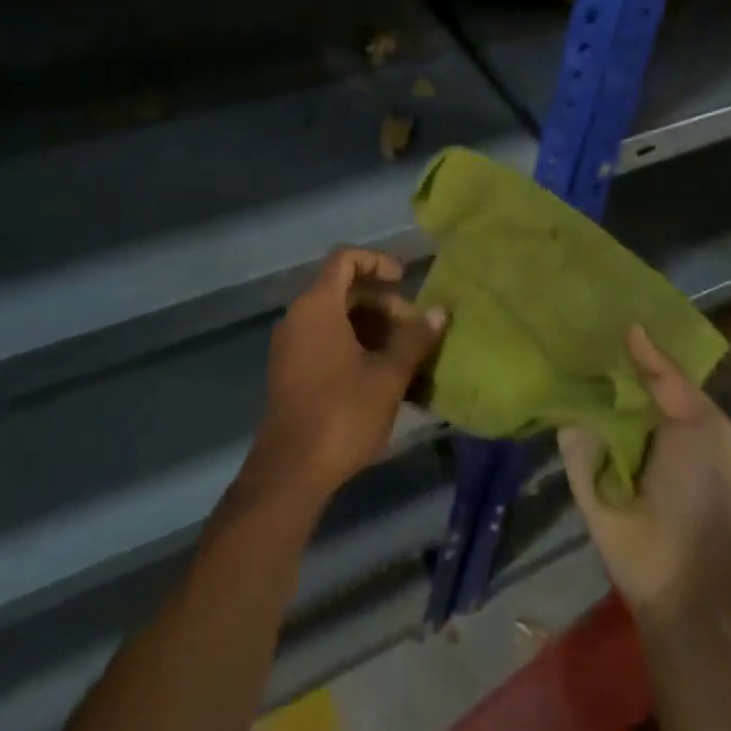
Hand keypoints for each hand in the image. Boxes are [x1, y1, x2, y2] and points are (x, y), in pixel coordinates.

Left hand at [241, 248, 446, 508]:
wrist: (290, 471)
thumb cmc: (342, 413)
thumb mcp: (388, 375)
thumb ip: (415, 339)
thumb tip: (440, 311)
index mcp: (317, 305)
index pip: (346, 259)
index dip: (377, 262)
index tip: (404, 281)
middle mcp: (298, 316)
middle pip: (343, 289)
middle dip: (382, 303)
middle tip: (413, 330)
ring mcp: (290, 344)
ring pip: (335, 317)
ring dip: (371, 326)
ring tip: (403, 354)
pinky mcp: (289, 370)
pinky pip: (324, 339)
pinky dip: (353, 344)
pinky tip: (380, 374)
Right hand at [559, 325, 730, 622]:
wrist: (683, 572)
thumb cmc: (706, 490)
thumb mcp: (702, 422)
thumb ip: (666, 374)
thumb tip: (631, 326)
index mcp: (668, 409)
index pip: (641, 361)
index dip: (625, 333)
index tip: (600, 295)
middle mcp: (632, 418)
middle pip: (607, 373)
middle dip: (591, 344)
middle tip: (564, 300)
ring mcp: (600, 438)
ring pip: (581, 392)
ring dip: (567, 366)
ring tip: (541, 320)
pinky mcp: (574, 459)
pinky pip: (562, 422)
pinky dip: (552, 399)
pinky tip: (532, 362)